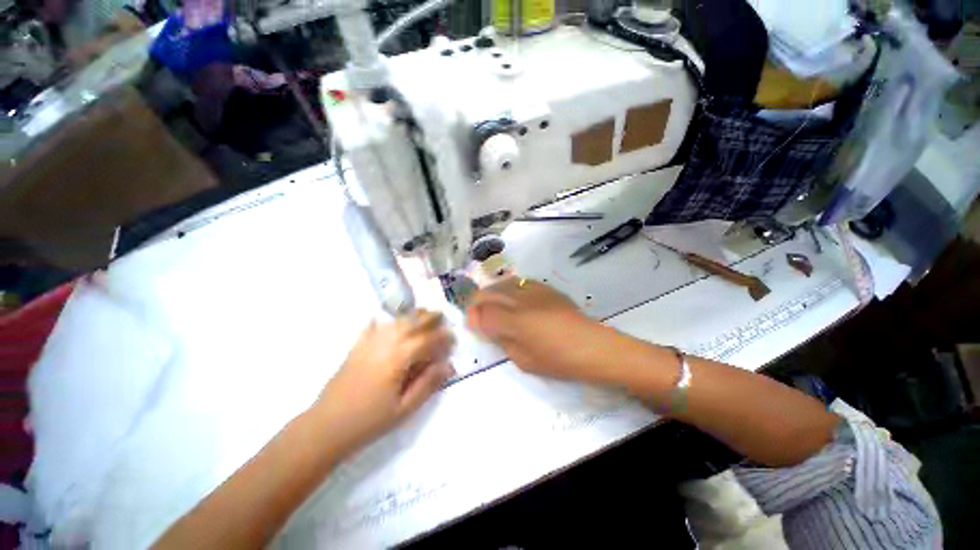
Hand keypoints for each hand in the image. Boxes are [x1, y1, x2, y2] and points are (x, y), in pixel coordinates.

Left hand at [314, 310, 454, 456]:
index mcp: (397, 359)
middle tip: (442, 316)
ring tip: (423, 313)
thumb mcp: (404, 408)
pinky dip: (383, 321)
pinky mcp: (356, 348)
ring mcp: (367, 344)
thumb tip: (449, 366)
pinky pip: (372, 327)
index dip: (442, 337)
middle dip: (429, 317)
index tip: (453, 337)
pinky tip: (387, 319)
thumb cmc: (369, 422)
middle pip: (410, 323)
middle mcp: (384, 344)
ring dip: (411, 316)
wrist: (325, 428)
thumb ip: (428, 384)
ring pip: (394, 322)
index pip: (426, 340)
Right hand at [466, 278, 610, 381]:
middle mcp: (520, 300)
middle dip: (477, 302)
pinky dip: (508, 289)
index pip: (481, 311)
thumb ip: (501, 341)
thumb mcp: (523, 360)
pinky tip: (513, 299)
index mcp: (514, 321)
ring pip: (501, 283)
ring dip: (491, 293)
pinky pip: (518, 281)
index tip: (472, 324)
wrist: (593, 346)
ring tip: (493, 305)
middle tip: (479, 315)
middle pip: (487, 292)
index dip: (472, 316)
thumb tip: (487, 327)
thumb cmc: (558, 360)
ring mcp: (533, 290)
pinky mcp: (545, 287)